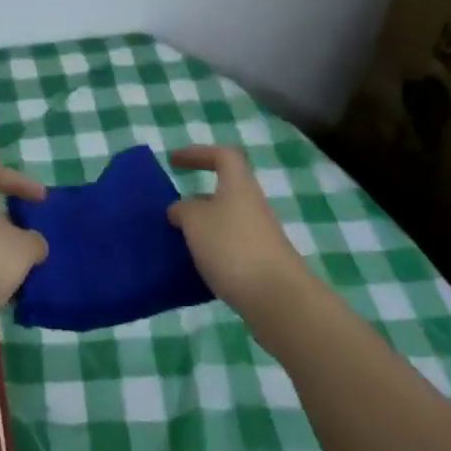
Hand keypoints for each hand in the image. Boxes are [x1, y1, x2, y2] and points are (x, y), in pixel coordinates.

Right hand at [167, 146, 306, 315]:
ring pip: (227, 220)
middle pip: (226, 190)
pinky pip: (231, 245)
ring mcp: (260, 235)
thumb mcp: (195, 221)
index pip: (223, 156)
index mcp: (238, 186)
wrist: (277, 297)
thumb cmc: (232, 247)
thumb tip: (180, 209)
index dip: (198, 153)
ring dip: (204, 226)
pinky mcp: (262, 262)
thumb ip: (183, 209)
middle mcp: (253, 205)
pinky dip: (213, 250)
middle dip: (198, 197)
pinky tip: (198, 267)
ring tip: (180, 240)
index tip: (174, 162)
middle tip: (174, 209)